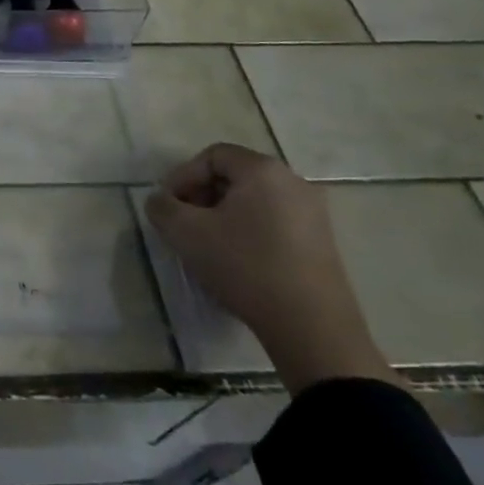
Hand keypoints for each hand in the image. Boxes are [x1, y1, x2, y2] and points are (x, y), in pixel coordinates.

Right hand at [145, 143, 398, 394]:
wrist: (313, 329)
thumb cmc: (245, 267)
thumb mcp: (185, 233)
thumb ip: (162, 207)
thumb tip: (161, 201)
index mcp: (263, 170)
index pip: (212, 155)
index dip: (183, 176)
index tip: (168, 206)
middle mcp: (293, 182)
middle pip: (234, 176)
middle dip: (202, 196)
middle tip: (185, 224)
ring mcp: (314, 214)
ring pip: (254, 201)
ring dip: (224, 216)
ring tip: (208, 245)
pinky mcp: (323, 244)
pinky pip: (274, 222)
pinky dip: (249, 232)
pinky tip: (238, 261)